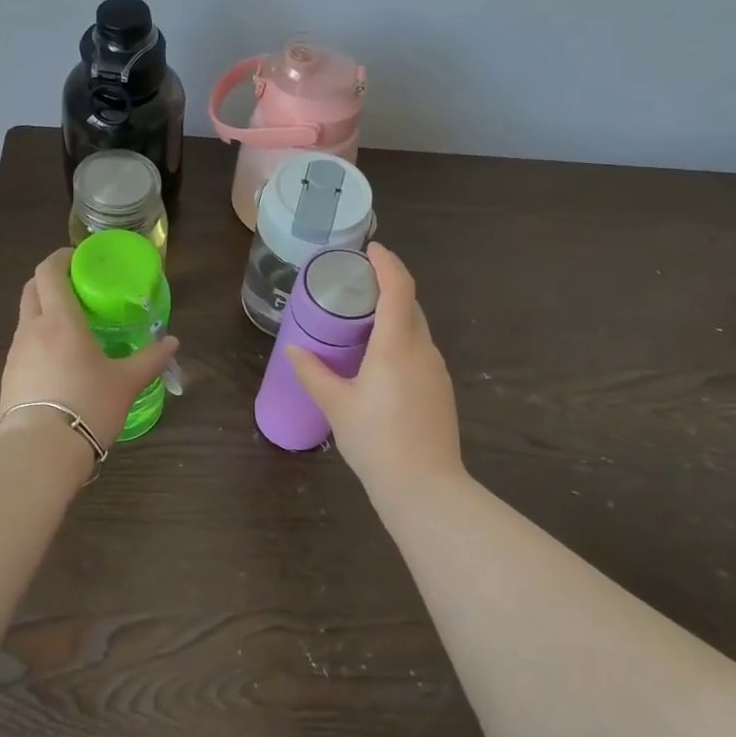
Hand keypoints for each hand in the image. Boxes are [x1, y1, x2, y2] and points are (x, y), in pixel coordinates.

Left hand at [0, 248, 179, 450]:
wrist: (40, 450)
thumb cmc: (88, 405)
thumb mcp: (126, 383)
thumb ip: (150, 359)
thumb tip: (173, 343)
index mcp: (60, 320)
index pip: (49, 272)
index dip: (60, 258)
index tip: (78, 258)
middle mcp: (32, 329)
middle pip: (32, 289)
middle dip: (50, 280)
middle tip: (77, 288)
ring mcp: (15, 353)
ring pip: (26, 318)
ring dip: (44, 312)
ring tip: (71, 327)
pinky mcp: (8, 377)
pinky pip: (23, 345)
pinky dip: (38, 340)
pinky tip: (57, 360)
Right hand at [285, 243, 463, 494]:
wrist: (424, 487)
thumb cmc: (376, 441)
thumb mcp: (336, 405)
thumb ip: (313, 373)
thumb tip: (293, 350)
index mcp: (397, 345)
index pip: (399, 287)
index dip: (387, 262)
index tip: (370, 249)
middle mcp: (423, 349)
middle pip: (410, 304)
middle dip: (388, 286)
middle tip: (357, 284)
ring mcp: (437, 370)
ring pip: (417, 329)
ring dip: (395, 315)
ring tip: (363, 321)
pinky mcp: (441, 389)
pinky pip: (420, 350)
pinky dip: (402, 340)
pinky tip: (381, 360)